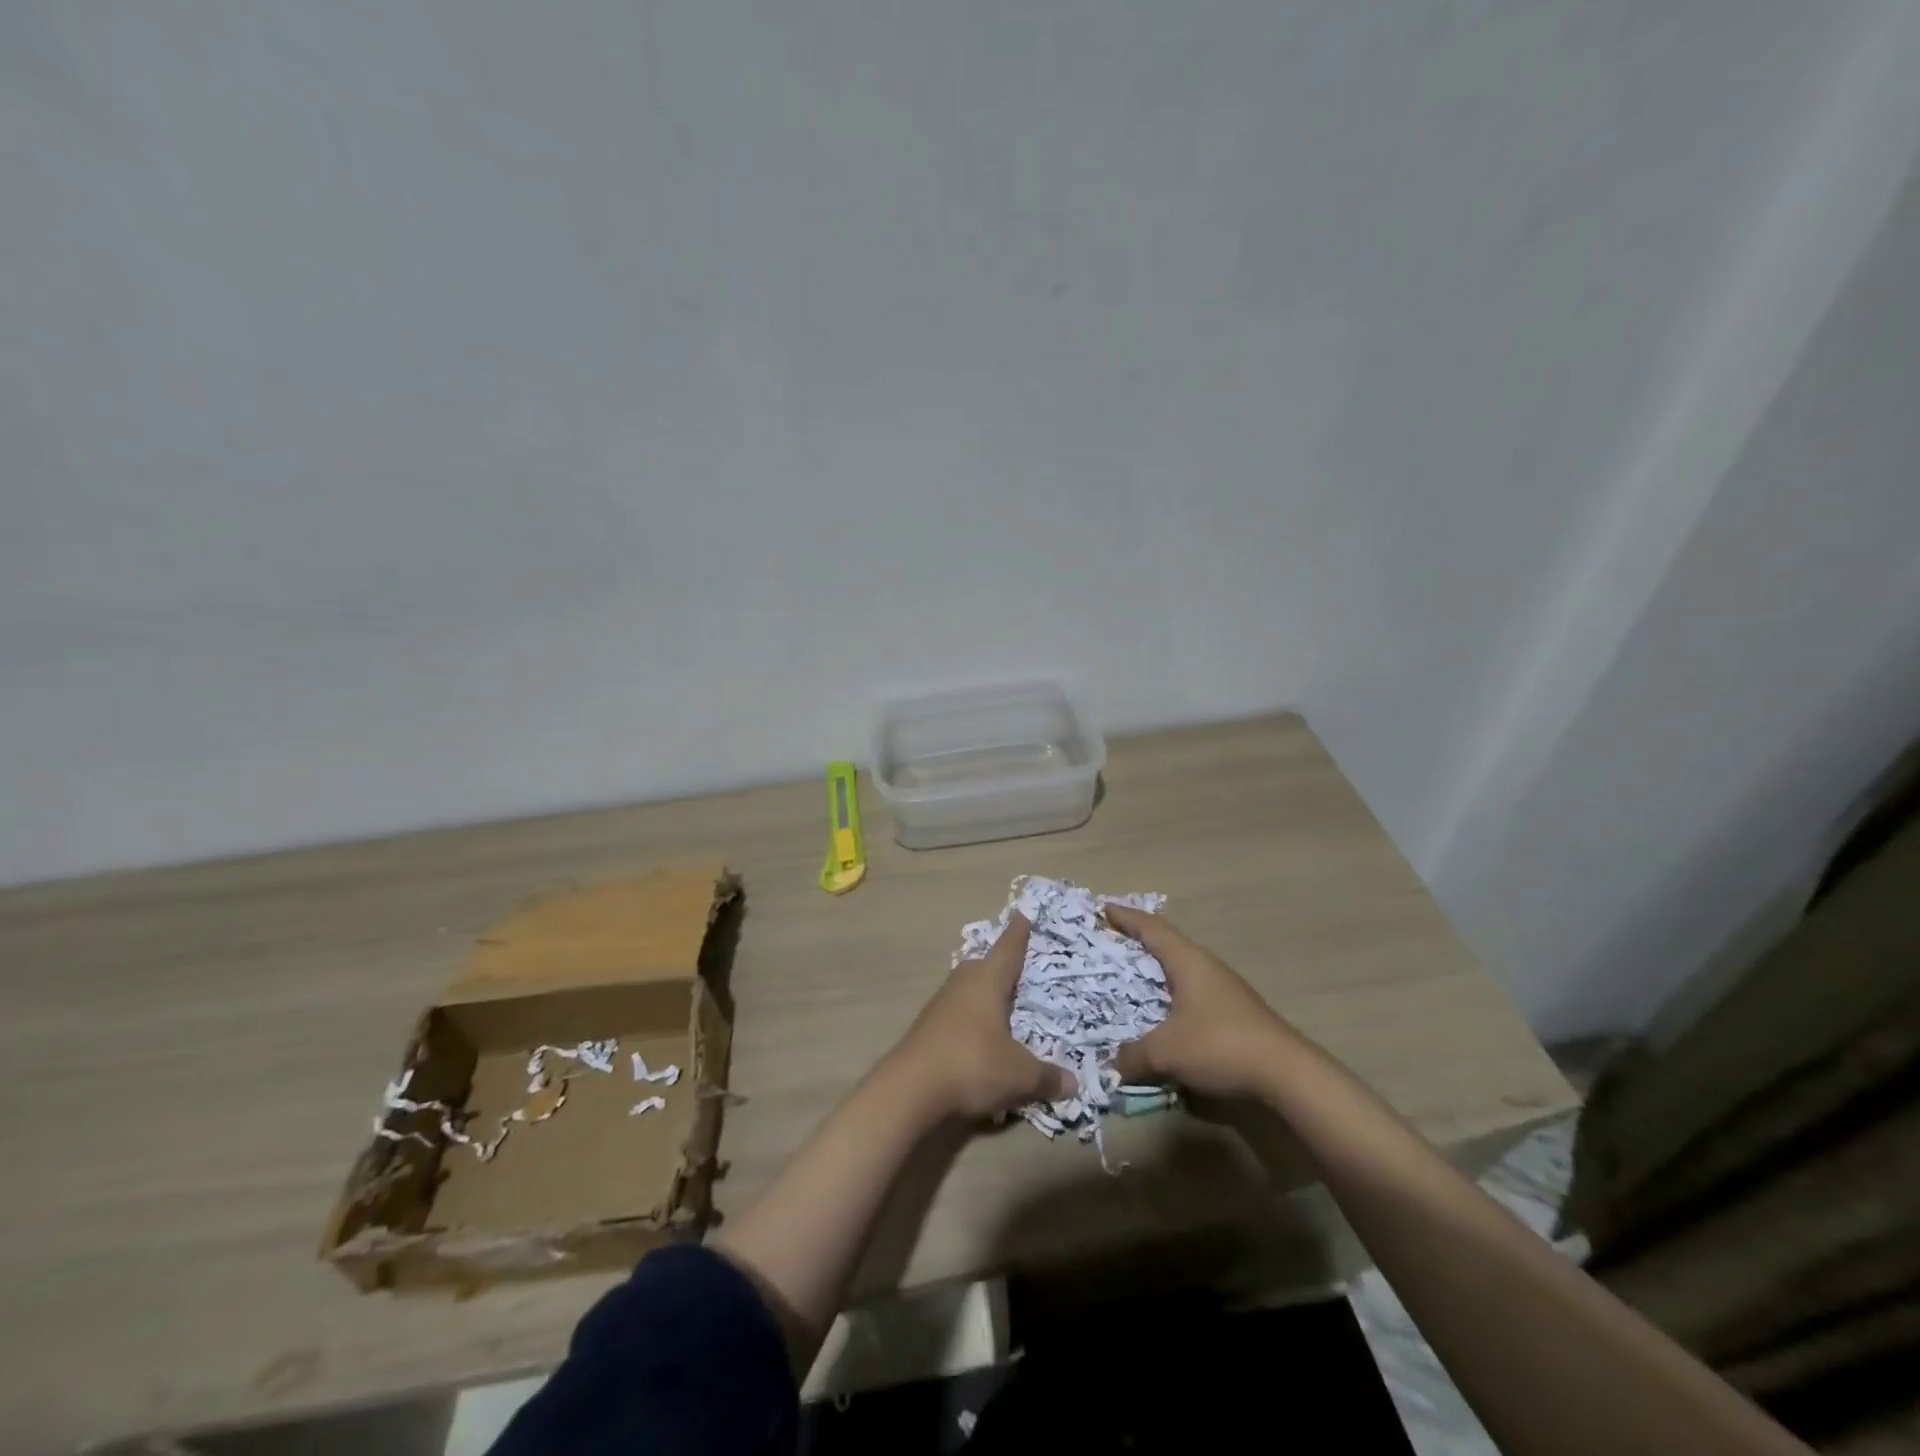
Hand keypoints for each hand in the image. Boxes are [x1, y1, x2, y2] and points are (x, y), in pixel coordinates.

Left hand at [886, 913, 1074, 1119]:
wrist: (909, 1090)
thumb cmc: (972, 1065)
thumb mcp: (1019, 1075)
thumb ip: (1047, 1077)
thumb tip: (1073, 1082)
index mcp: (987, 981)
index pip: (1008, 950)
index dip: (1018, 934)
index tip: (1021, 914)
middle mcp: (962, 984)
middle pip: (983, 966)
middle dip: (999, 966)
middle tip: (1016, 965)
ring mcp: (939, 1005)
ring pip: (966, 990)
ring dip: (982, 994)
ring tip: (999, 1004)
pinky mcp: (926, 1029)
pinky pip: (955, 1014)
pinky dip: (969, 1020)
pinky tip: (977, 1038)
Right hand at [1105, 905, 1300, 1098]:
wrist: (1287, 1073)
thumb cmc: (1221, 1046)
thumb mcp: (1167, 1053)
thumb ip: (1134, 1056)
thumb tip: (1113, 1064)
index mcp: (1188, 961)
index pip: (1151, 928)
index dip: (1125, 917)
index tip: (1103, 908)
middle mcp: (1206, 966)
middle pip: (1166, 944)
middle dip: (1138, 942)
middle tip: (1110, 943)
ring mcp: (1224, 988)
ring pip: (1181, 969)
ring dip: (1156, 971)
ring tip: (1132, 979)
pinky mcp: (1234, 1011)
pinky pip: (1192, 991)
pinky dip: (1171, 994)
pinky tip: (1164, 1014)